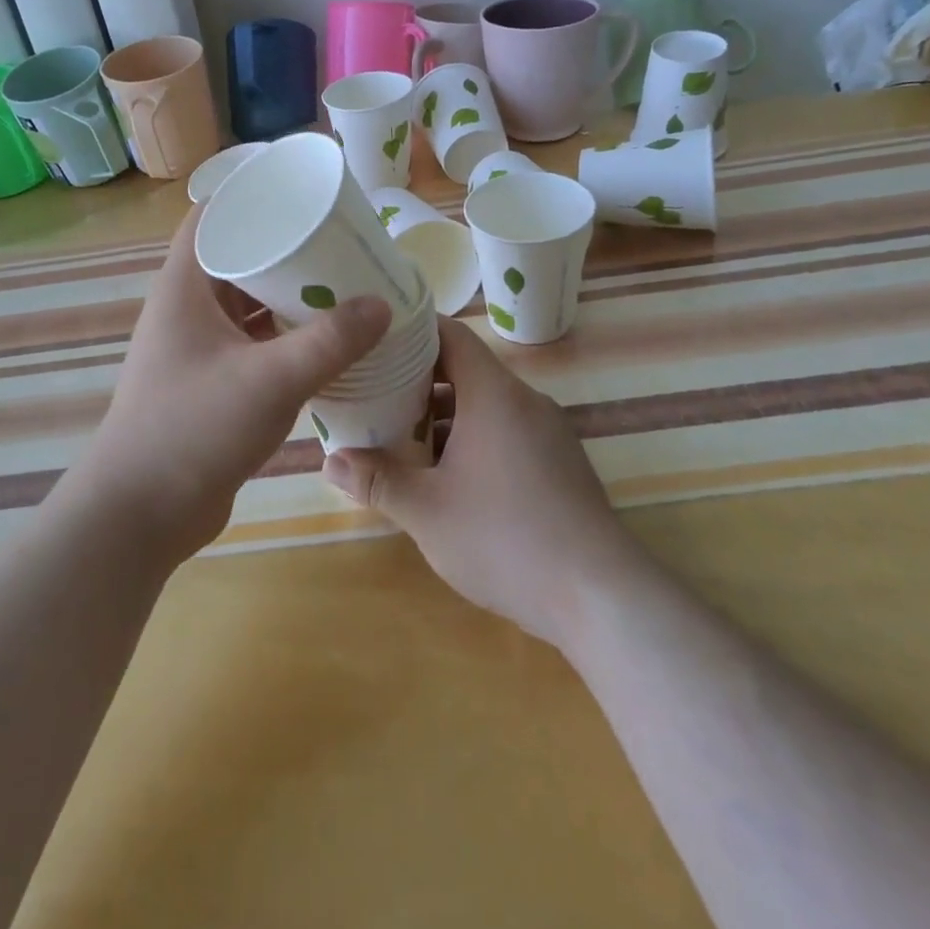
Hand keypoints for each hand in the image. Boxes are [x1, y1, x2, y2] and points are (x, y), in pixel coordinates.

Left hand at [68, 205, 391, 561]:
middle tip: (341, 243)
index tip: (302, 193)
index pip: (212, 217)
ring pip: (250, 307)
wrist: (141, 515)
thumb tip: (382, 304)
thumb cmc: (195, 429)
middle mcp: (188, 311)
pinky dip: (287, 339)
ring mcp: (199, 350)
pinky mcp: (212, 385)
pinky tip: (328, 343)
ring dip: (291, 298)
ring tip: (345, 287)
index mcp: (185, 288)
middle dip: (288, 250)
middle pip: (239, 260)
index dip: (252, 196)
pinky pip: (255, 345)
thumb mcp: (271, 379)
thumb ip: (331, 341)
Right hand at [323, 317, 639, 647]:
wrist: (599, 595)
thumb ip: (376, 481)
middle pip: (466, 371)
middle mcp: (526, 401)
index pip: (452, 336)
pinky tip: (449, 478)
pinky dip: (474, 439)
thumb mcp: (427, 512)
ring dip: (445, 417)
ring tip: (402, 442)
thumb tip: (330, 461)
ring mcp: (549, 432)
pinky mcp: (561, 463)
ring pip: (486, 406)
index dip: (412, 333)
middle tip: (374, 399)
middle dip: (418, 383)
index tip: (376, 344)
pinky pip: (508, 431)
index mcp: (495, 395)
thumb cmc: (505, 539)